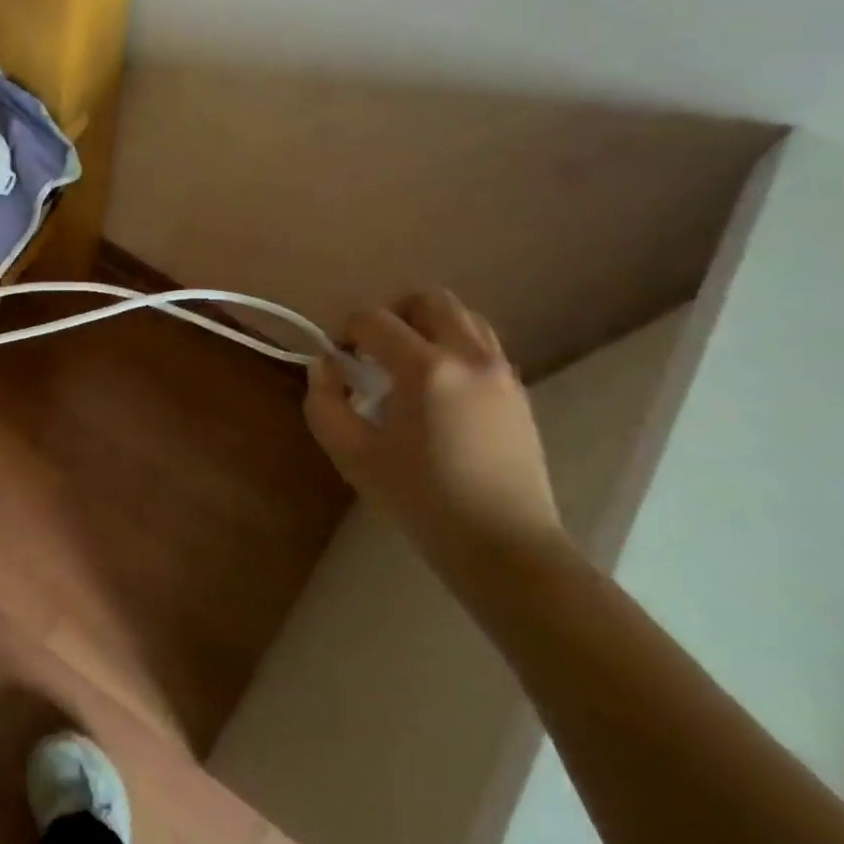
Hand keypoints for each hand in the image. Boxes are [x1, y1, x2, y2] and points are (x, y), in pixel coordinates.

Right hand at [305, 289, 563, 553]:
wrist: (503, 544)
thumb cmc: (419, 499)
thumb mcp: (351, 454)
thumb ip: (324, 402)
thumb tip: (326, 366)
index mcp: (425, 368)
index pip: (374, 319)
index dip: (346, 331)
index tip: (338, 361)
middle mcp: (469, 356)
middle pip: (429, 299)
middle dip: (391, 314)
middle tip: (373, 352)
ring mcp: (501, 371)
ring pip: (462, 317)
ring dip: (426, 328)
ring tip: (406, 368)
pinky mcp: (518, 391)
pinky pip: (481, 345)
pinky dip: (452, 348)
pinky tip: (436, 392)